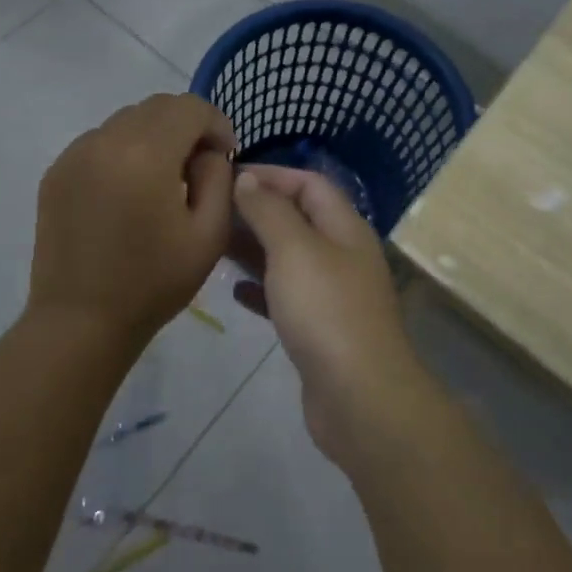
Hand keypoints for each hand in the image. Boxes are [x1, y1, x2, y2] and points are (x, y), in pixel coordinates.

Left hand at [30, 94, 235, 347]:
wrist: (80, 322)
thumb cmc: (153, 282)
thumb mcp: (209, 234)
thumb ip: (218, 178)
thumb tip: (206, 152)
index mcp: (147, 154)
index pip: (190, 107)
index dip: (216, 124)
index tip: (225, 156)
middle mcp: (106, 141)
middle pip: (158, 106)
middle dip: (187, 126)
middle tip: (198, 167)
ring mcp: (75, 154)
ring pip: (127, 120)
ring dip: (154, 136)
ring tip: (162, 180)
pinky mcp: (56, 172)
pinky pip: (100, 142)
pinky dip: (124, 151)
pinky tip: (128, 191)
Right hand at [230, 165, 436, 463]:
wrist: (360, 397)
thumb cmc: (326, 310)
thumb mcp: (294, 249)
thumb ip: (269, 211)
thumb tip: (248, 179)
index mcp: (345, 227)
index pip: (309, 183)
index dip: (271, 174)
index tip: (227, 175)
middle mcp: (343, 254)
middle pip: (298, 219)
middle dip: (258, 210)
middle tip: (212, 211)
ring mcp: (334, 294)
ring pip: (289, 258)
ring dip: (255, 248)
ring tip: (214, 244)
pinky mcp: (321, 330)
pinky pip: (287, 297)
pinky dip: (262, 289)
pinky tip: (234, 292)